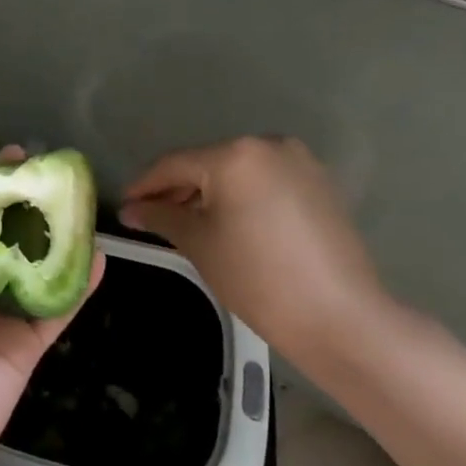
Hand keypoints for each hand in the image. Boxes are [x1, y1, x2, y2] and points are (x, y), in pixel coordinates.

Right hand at [120, 136, 390, 367]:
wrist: (342, 319)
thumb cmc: (258, 278)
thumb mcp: (199, 243)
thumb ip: (160, 216)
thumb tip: (131, 209)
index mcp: (235, 154)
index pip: (174, 165)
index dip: (144, 186)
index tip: (123, 207)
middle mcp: (268, 145)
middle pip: (206, 164)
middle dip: (177, 190)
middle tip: (151, 218)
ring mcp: (299, 162)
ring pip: (236, 172)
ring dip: (209, 194)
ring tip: (187, 224)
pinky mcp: (319, 183)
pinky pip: (264, 182)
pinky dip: (241, 197)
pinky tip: (228, 224)